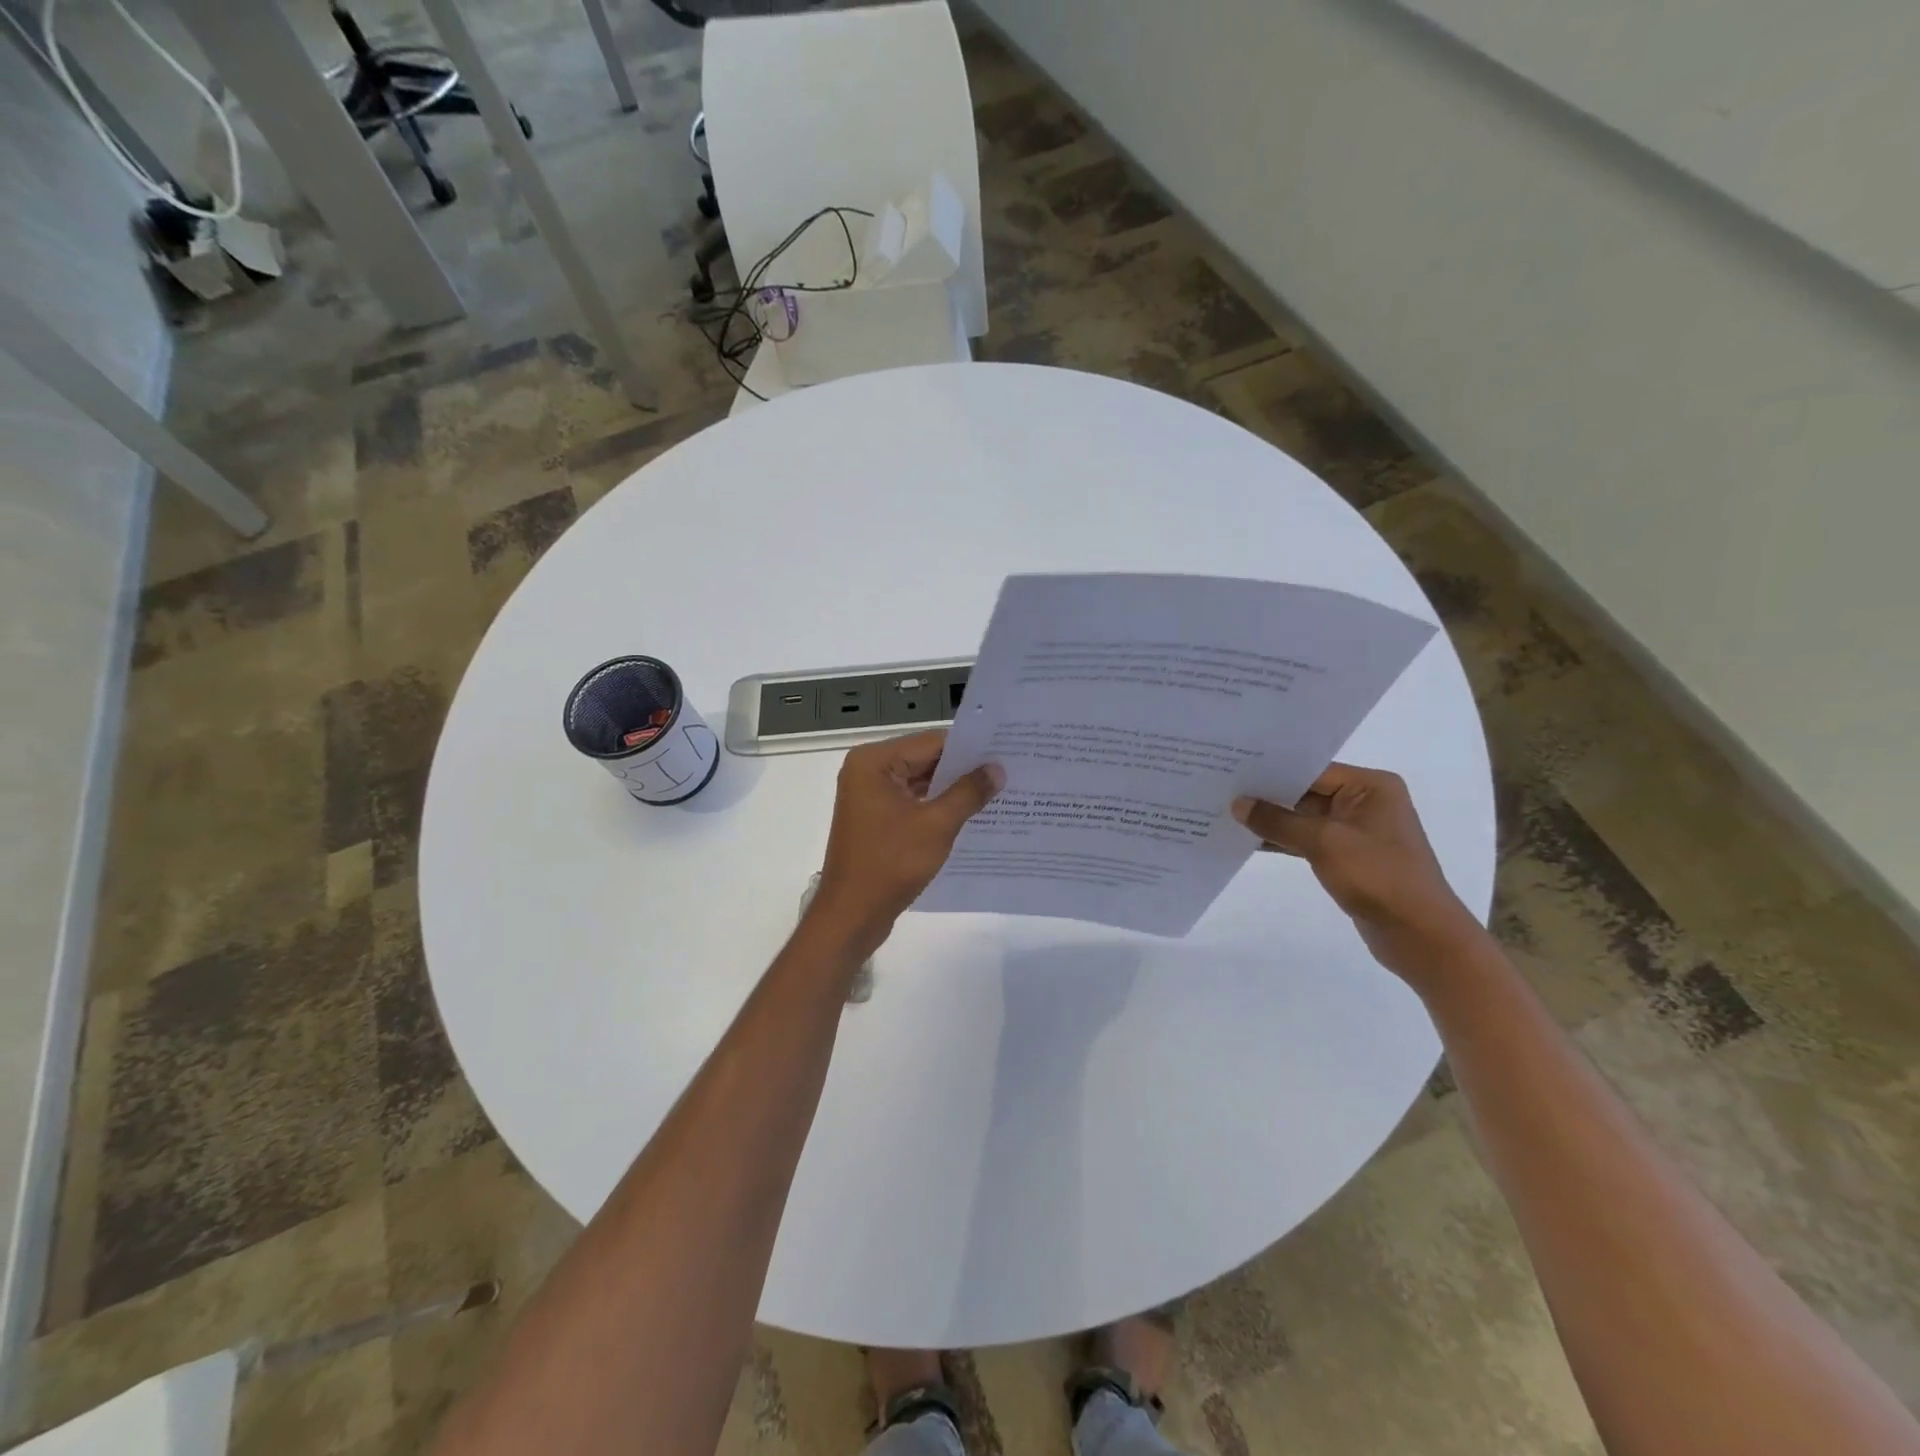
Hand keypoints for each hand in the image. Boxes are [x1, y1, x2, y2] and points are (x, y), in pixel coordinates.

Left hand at [810, 731, 1002, 953]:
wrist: (851, 915)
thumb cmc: (890, 864)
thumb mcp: (936, 825)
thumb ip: (968, 792)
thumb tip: (997, 769)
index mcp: (874, 761)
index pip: (931, 742)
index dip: (970, 747)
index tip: (1007, 750)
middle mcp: (867, 771)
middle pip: (925, 759)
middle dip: (964, 769)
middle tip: (1009, 770)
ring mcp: (869, 796)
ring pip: (920, 782)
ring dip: (953, 790)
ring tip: (998, 791)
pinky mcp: (875, 819)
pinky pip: (913, 802)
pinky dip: (938, 807)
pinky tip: (971, 814)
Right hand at [1233, 763, 1485, 982]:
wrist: (1420, 935)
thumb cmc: (1378, 876)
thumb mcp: (1323, 842)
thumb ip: (1278, 820)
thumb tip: (1238, 804)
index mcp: (1371, 786)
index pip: (1312, 769)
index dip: (1272, 770)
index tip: (1231, 767)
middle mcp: (1366, 802)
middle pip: (1306, 791)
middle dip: (1268, 794)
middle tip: (1222, 787)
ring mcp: (1357, 831)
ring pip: (1305, 817)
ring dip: (1273, 820)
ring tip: (1228, 813)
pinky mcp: (1349, 857)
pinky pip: (1309, 840)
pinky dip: (1284, 840)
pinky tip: (1250, 841)